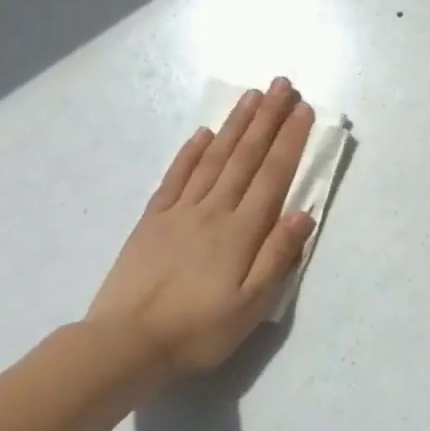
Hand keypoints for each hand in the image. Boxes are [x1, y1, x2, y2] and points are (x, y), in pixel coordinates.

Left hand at [88, 79, 317, 378]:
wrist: (124, 345)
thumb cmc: (198, 330)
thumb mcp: (251, 305)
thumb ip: (278, 255)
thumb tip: (305, 213)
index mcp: (242, 230)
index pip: (273, 174)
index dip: (290, 139)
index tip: (303, 108)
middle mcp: (214, 210)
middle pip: (246, 156)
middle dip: (267, 118)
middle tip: (281, 84)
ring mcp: (180, 211)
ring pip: (214, 158)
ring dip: (235, 125)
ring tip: (251, 95)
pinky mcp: (152, 220)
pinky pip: (175, 177)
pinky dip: (191, 152)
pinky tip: (203, 133)